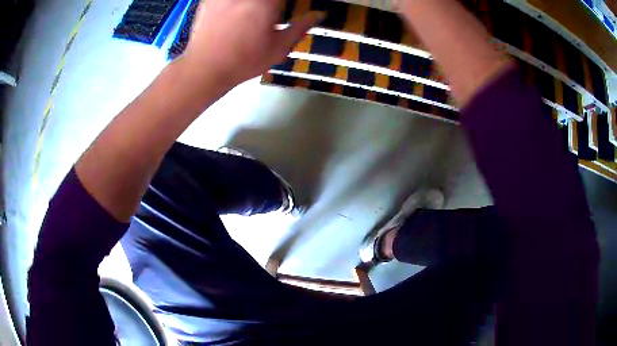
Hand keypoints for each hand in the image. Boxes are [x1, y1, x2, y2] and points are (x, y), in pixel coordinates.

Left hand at [181, 0, 323, 87]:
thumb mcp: (278, 48)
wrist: (205, 69)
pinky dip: (233, 4)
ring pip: (248, 0)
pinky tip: (236, 11)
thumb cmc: (245, 61)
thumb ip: (300, 27)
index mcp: (267, 2)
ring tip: (252, 17)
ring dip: (256, 5)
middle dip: (272, 4)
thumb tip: (319, 14)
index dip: (286, 3)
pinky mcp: (209, 0)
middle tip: (271, 13)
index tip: (287, 8)